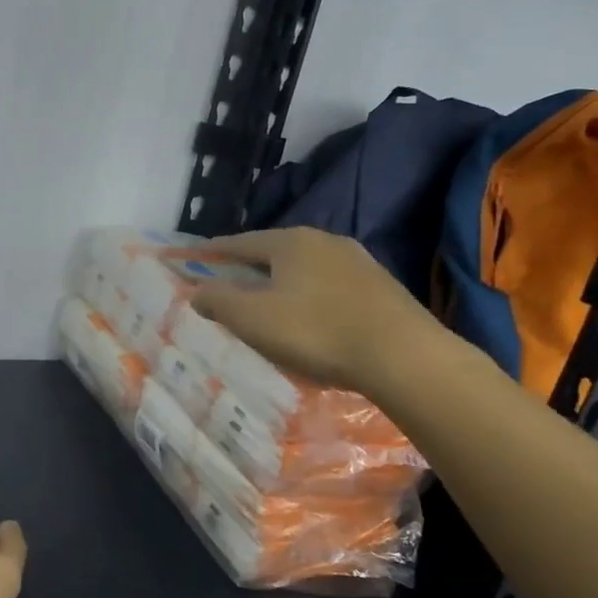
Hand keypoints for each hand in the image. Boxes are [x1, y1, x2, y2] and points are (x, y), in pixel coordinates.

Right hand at [186, 227, 435, 391]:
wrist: (403, 356)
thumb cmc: (317, 332)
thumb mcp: (254, 319)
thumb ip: (219, 301)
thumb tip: (197, 290)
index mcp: (291, 242)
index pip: (240, 242)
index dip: (213, 252)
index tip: (194, 258)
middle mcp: (325, 241)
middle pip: (275, 252)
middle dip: (249, 268)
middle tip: (229, 286)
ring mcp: (358, 262)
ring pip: (306, 269)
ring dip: (283, 284)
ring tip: (270, 305)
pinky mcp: (381, 287)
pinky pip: (331, 287)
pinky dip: (311, 297)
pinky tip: (312, 319)